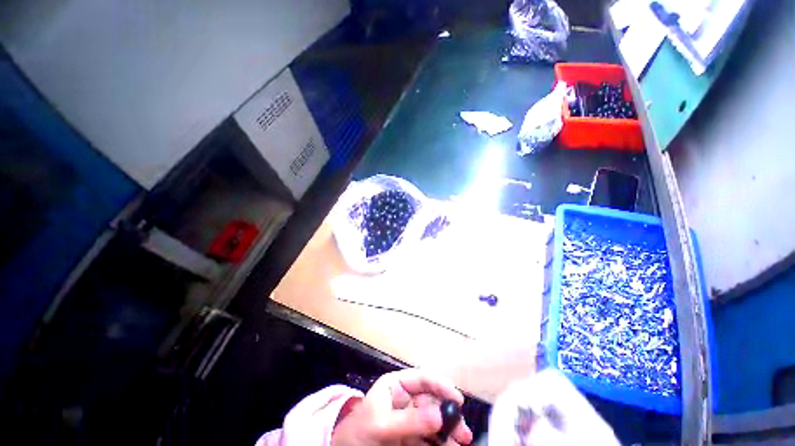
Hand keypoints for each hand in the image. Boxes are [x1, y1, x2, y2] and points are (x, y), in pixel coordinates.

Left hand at [332, 369, 473, 445]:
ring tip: (460, 442)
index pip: (422, 378)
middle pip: (432, 402)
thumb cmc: (358, 434)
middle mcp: (405, 400)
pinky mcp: (409, 438)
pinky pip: (428, 439)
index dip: (441, 385)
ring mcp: (408, 420)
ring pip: (433, 422)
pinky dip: (439, 444)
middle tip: (463, 432)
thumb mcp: (381, 425)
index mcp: (396, 386)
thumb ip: (409, 420)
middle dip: (448, 415)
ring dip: (448, 432)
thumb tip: (440, 415)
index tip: (458, 399)